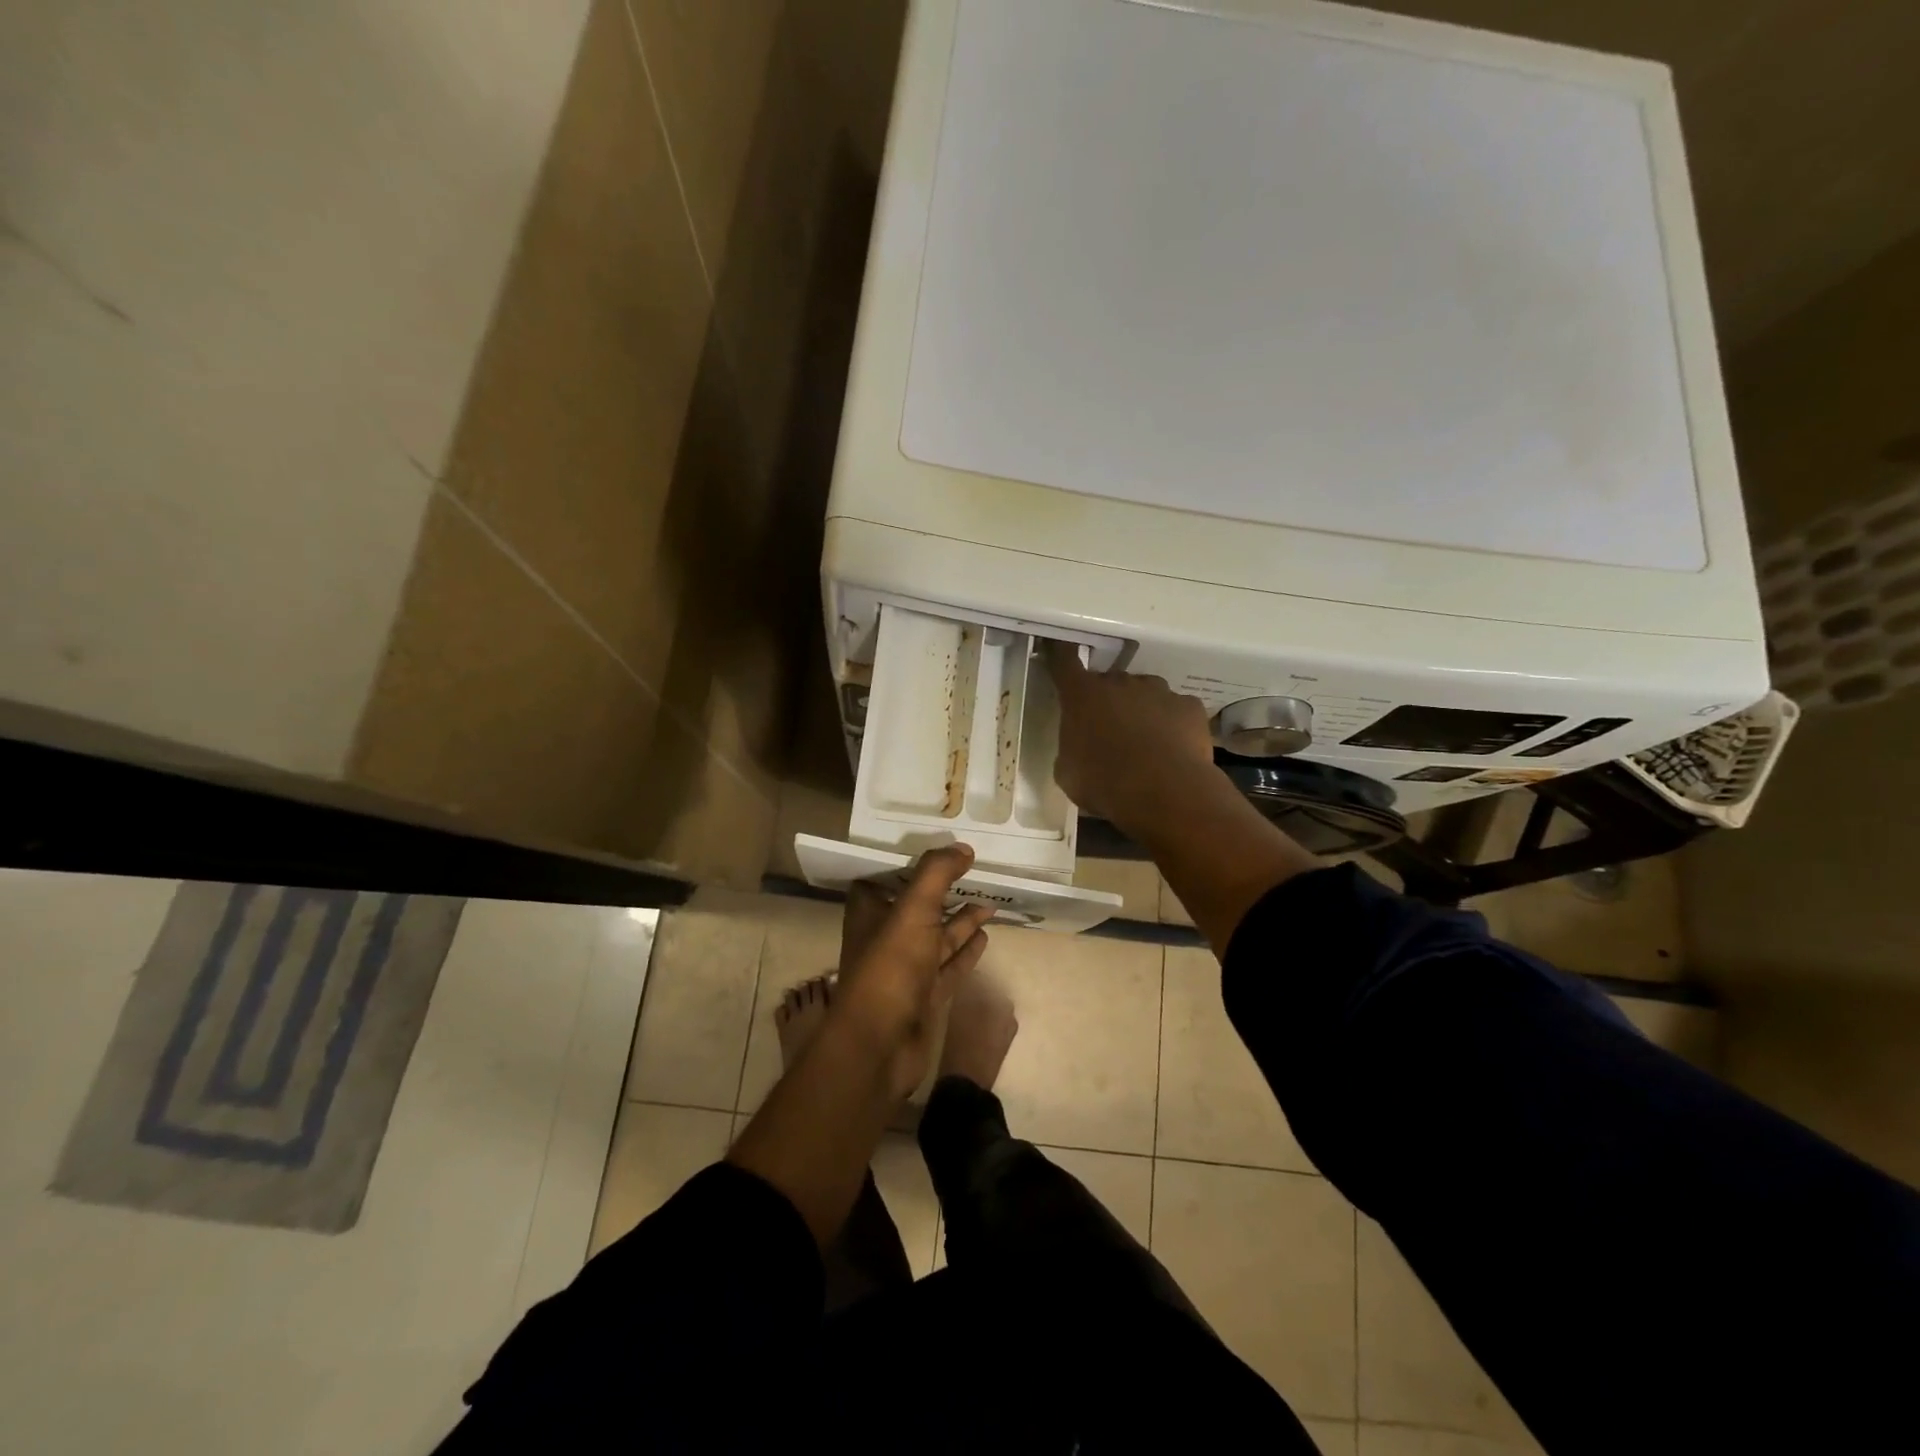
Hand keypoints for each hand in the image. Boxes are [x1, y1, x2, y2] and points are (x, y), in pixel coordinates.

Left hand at [835, 847, 993, 1098]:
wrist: (880, 1045)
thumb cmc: (890, 966)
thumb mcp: (913, 909)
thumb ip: (936, 874)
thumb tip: (963, 847)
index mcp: (871, 914)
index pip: (886, 878)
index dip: (908, 863)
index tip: (937, 849)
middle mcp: (886, 938)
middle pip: (918, 906)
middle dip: (943, 890)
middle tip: (973, 871)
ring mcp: (907, 969)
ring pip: (938, 936)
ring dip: (961, 919)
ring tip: (989, 901)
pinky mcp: (925, 995)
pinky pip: (950, 965)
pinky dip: (967, 949)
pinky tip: (986, 934)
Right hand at [1046, 642, 1216, 834]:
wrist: (1163, 793)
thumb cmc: (1103, 783)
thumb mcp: (1067, 771)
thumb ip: (1071, 747)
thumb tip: (1080, 746)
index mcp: (1082, 696)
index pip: (1065, 662)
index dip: (1060, 654)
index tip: (1059, 649)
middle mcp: (1120, 683)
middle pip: (1110, 682)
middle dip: (1107, 702)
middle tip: (1109, 732)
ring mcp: (1158, 691)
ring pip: (1146, 694)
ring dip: (1141, 711)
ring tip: (1145, 744)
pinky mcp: (1189, 707)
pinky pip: (1176, 711)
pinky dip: (1172, 725)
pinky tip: (1172, 750)